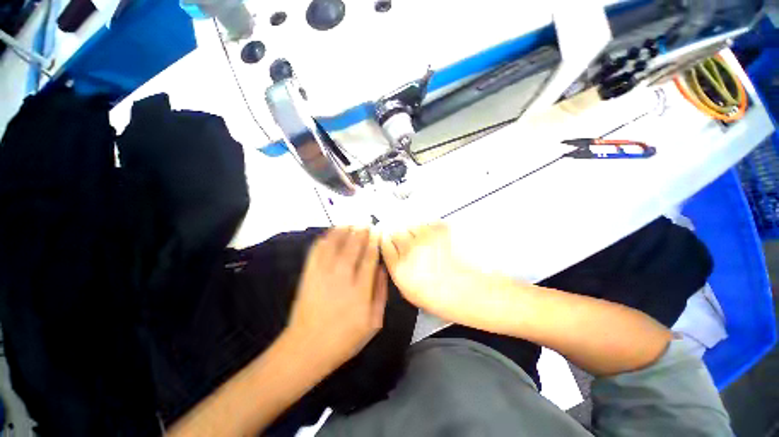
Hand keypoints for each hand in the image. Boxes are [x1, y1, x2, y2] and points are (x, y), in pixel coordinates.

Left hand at [288, 227, 387, 369]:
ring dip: (344, 230)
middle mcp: (342, 277)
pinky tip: (331, 233)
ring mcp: (323, 274)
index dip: (374, 241)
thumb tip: (382, 269)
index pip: (369, 257)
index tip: (377, 230)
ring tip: (351, 222)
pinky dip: (325, 239)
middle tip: (366, 222)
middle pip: (353, 246)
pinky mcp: (309, 274)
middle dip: (361, 231)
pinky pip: (317, 251)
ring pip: (335, 244)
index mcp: (360, 290)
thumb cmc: (344, 338)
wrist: (306, 348)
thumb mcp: (373, 322)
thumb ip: (381, 293)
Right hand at [381, 223, 504, 327]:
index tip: (392, 242)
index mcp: (400, 269)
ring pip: (411, 225)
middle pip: (395, 232)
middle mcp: (410, 250)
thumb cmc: (445, 297)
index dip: (388, 242)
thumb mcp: (411, 292)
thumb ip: (398, 269)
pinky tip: (438, 241)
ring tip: (428, 243)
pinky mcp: (441, 228)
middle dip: (400, 237)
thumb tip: (394, 253)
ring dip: (415, 232)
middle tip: (412, 244)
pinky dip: (429, 229)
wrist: (475, 290)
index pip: (385, 244)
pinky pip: (427, 223)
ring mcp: (426, 237)